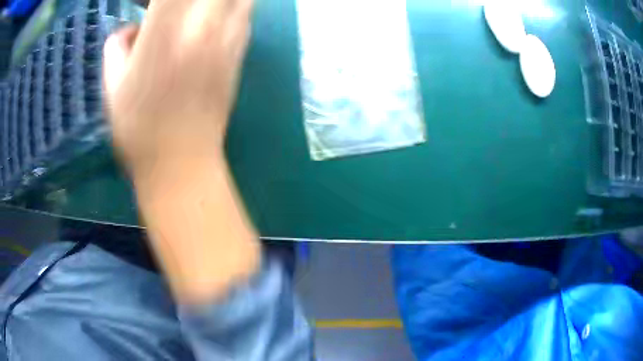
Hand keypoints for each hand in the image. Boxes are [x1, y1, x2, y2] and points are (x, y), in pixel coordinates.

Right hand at [103, 0, 252, 176]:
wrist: (181, 164)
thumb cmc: (137, 130)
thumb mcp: (111, 84)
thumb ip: (117, 45)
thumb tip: (132, 29)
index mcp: (166, 32)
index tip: (151, 5)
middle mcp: (204, 26)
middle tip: (173, 7)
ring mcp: (230, 37)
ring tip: (194, 10)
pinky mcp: (242, 51)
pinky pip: (244, 9)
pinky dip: (231, 3)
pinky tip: (210, 16)